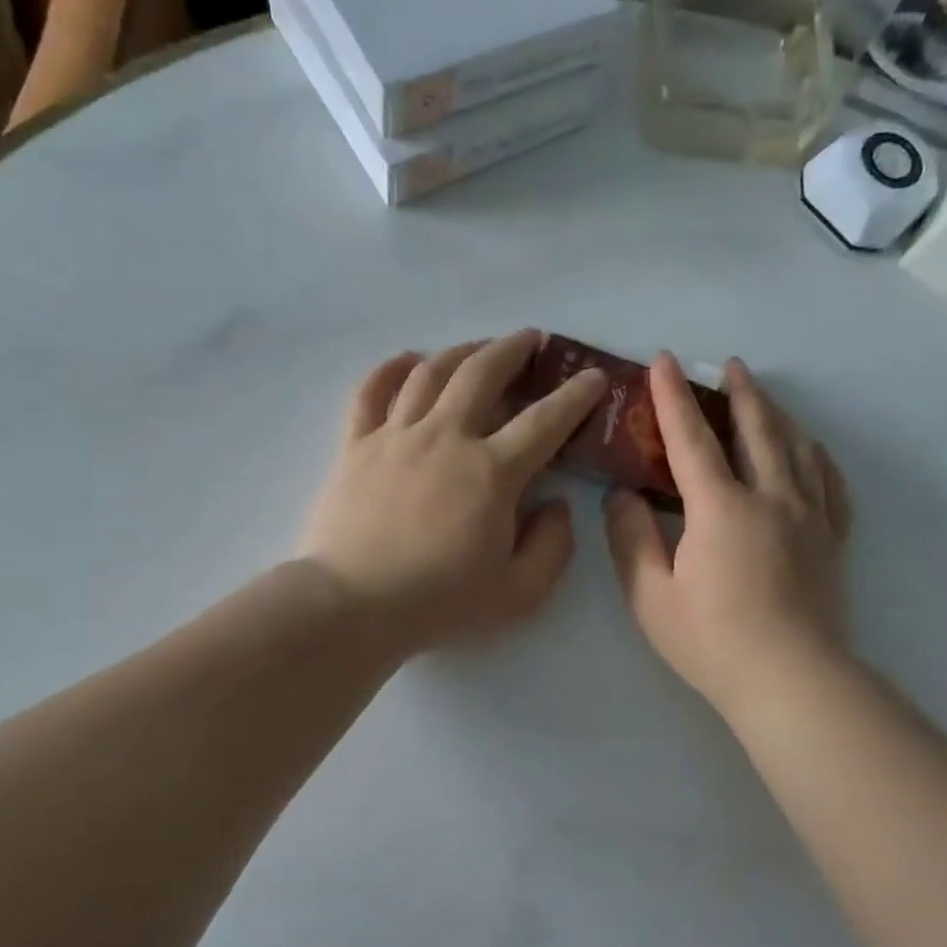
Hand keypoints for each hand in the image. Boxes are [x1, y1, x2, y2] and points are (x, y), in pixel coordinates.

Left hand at [299, 331, 607, 656]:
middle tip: (531, 339)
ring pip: (429, 372)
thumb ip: (552, 545)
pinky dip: (390, 368)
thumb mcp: (519, 592)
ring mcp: (395, 436)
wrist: (353, 606)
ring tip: (477, 347)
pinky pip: (371, 392)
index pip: (544, 421)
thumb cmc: (439, 603)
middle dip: (513, 349)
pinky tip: (407, 360)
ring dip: (460, 351)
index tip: (593, 377)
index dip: (575, 396)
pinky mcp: (355, 446)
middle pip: (482, 374)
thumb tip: (555, 504)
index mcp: (492, 472)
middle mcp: (446, 437)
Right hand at [603, 355, 849, 717]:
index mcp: (720, 507)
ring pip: (796, 448)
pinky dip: (818, 457)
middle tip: (728, 366)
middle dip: (739, 392)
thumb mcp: (650, 595)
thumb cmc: (712, 640)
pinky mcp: (832, 540)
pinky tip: (812, 450)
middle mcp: (770, 497)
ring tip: (763, 398)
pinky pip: (830, 483)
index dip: (673, 397)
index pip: (691, 438)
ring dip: (776, 415)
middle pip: (756, 429)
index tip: (663, 361)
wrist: (792, 682)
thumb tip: (622, 496)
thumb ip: (630, 538)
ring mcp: (809, 516)